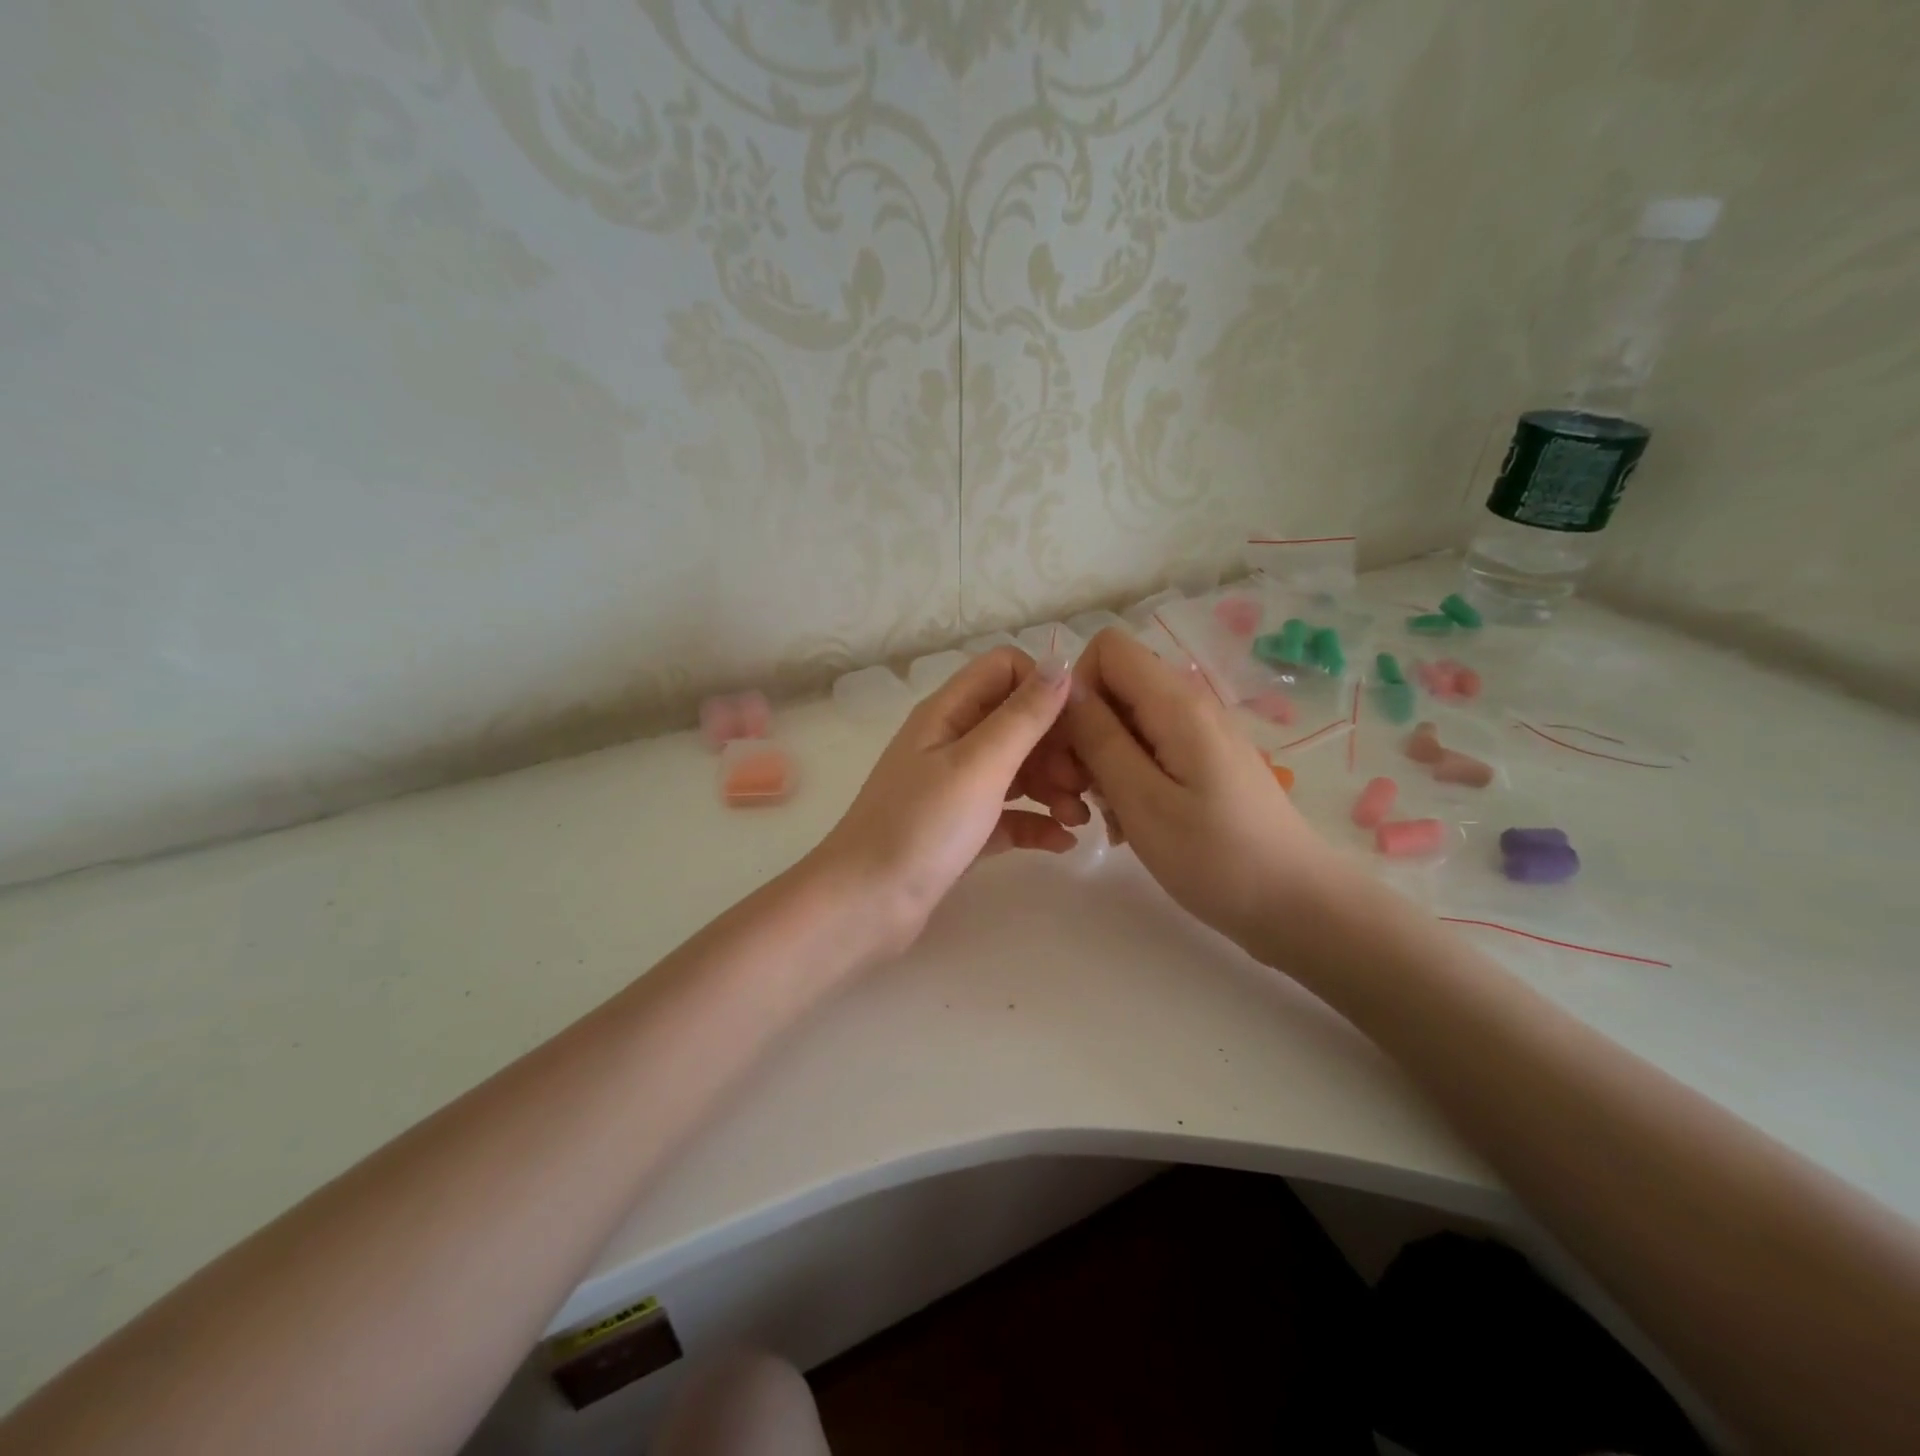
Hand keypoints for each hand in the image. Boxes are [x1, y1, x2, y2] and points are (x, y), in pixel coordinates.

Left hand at [812, 647, 1090, 956]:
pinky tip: (1063, 842)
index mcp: (949, 713)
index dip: (1045, 688)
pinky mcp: (962, 830)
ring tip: (1080, 819)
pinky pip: (1009, 814)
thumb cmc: (922, 826)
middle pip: (1018, 722)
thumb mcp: (979, 764)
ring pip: (1017, 769)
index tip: (1079, 726)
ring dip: (1054, 786)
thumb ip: (1023, 715)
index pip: (1005, 670)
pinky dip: (1037, 822)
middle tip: (1084, 783)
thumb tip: (1061, 664)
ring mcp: (955, 788)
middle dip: (1057, 746)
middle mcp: (952, 742)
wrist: (866, 905)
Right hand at [1063, 628, 1333, 951]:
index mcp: (1176, 703)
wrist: (1295, 905)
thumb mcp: (1142, 801)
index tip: (1072, 745)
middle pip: (1114, 686)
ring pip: (1127, 721)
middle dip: (1084, 731)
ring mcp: (1199, 734)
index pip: (1107, 647)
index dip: (1078, 688)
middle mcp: (1189, 704)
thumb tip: (1066, 690)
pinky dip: (1127, 778)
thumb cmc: (1215, 857)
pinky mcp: (1204, 761)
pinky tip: (1129, 822)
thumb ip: (1099, 738)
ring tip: (1105, 816)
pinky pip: (1149, 749)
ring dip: (1102, 761)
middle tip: (1080, 793)